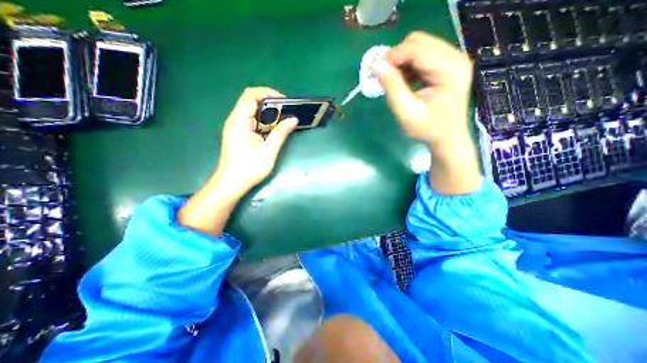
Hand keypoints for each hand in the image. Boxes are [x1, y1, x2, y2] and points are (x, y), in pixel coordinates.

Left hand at [215, 86, 299, 195]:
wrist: (231, 184)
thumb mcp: (268, 151)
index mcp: (239, 121)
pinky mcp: (239, 134)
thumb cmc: (249, 169)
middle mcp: (235, 120)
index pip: (251, 95)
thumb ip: (280, 133)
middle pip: (252, 101)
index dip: (268, 93)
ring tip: (284, 120)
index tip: (285, 101)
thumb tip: (293, 119)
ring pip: (253, 111)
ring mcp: (236, 127)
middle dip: (271, 103)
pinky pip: (252, 121)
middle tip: (288, 112)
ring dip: (269, 113)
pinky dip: (265, 122)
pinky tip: (274, 129)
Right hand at [371, 32, 472, 147]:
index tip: (375, 70)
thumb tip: (376, 66)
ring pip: (419, 47)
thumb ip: (392, 88)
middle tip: (384, 77)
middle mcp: (455, 57)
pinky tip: (404, 82)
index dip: (393, 56)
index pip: (417, 49)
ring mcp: (452, 59)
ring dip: (401, 62)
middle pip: (418, 42)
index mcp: (450, 69)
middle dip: (396, 58)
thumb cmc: (428, 129)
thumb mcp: (407, 112)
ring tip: (394, 82)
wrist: (447, 137)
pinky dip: (408, 66)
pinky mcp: (446, 64)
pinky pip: (422, 56)